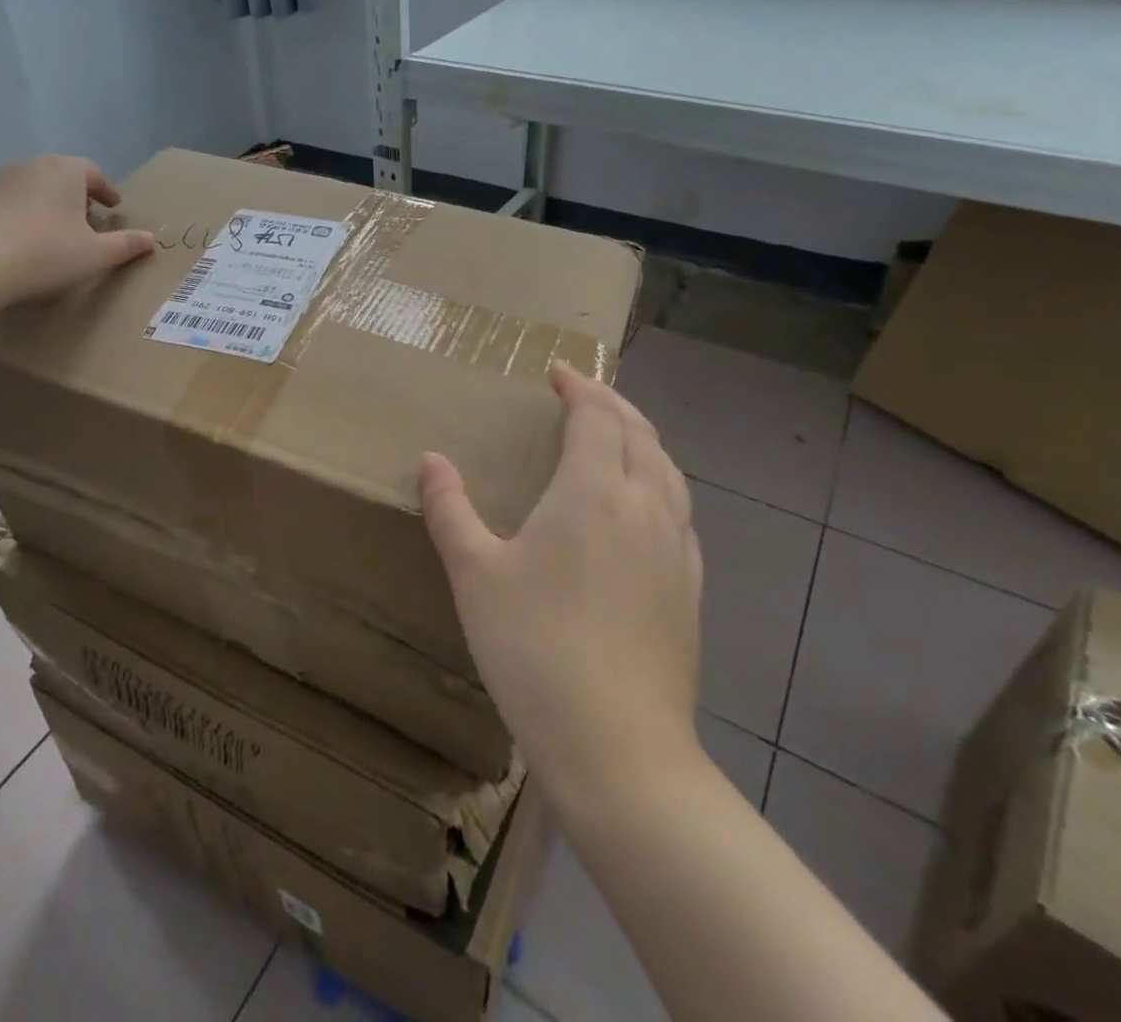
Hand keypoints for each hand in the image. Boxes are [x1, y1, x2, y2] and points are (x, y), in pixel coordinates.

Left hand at [0, 155, 155, 303]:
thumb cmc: (46, 254)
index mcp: (65, 171)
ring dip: (42, 204)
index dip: (105, 189)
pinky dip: (13, 216)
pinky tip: (14, 243)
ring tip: (48, 232)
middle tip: (83, 219)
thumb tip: (150, 239)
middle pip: (59, 175)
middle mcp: (30, 166)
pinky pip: (0, 204)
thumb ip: (125, 245)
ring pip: (28, 187)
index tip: (112, 206)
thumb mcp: (95, 255)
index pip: (92, 172)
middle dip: (74, 195)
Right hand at [420, 364, 703, 799]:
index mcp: (593, 493)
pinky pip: (680, 511)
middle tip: (584, 394)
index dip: (580, 389)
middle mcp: (644, 507)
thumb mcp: (475, 575)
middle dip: (612, 404)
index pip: (596, 418)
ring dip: (643, 439)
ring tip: (618, 435)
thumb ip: (450, 510)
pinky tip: (646, 507)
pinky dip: (662, 483)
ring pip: (669, 471)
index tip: (559, 373)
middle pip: (640, 434)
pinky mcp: (690, 589)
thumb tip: (430, 460)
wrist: (618, 748)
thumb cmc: (535, 648)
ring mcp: (676, 550)